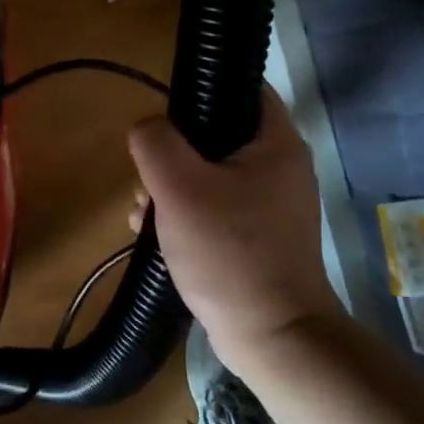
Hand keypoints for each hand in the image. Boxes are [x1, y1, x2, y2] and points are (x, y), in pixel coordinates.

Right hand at [128, 86, 339, 367]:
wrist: (272, 338)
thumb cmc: (229, 253)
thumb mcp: (179, 188)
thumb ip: (155, 142)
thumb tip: (147, 127)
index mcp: (276, 141)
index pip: (240, 85)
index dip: (200, 87)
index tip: (165, 113)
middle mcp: (280, 164)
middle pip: (213, 132)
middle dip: (170, 153)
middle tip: (147, 180)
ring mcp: (270, 202)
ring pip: (207, 171)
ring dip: (169, 187)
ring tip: (143, 215)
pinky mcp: (258, 233)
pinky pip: (214, 203)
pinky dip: (184, 212)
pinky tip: (156, 234)